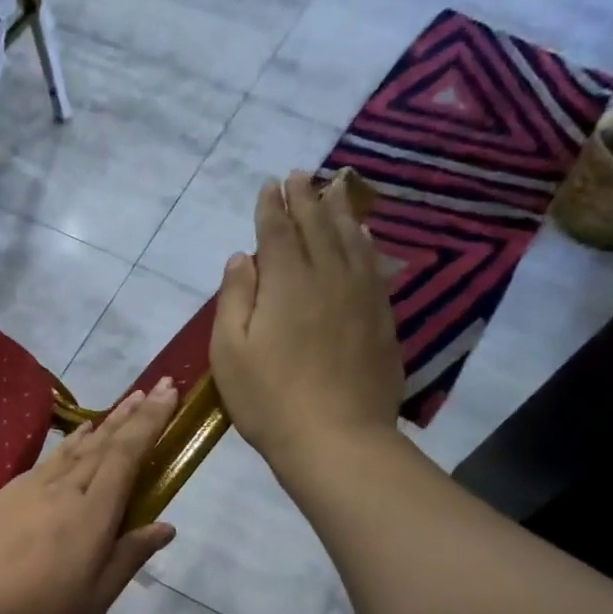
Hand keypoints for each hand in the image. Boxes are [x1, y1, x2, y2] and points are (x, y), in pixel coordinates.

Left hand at [0, 381, 180, 613]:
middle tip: (152, 388)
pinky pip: (44, 462)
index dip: (151, 421)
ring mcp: (25, 489)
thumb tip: (165, 526)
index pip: (127, 454)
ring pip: (71, 449)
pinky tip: (68, 448)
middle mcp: (61, 489)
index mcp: (91, 512)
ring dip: (99, 426)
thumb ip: (129, 557)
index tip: (168, 391)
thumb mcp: (94, 599)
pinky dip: (65, 447)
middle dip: (131, 414)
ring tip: (118, 409)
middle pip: (102, 443)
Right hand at [211, 170, 402, 468]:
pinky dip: (365, 242)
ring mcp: (361, 296)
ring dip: (339, 211)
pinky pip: (374, 265)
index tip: (269, 184)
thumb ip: (235, 298)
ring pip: (351, 239)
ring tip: (334, 188)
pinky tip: (363, 235)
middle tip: (300, 174)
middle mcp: (329, 276)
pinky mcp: (382, 318)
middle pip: (318, 226)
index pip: (279, 232)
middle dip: (306, 197)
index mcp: (287, 282)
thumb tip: (243, 257)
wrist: (336, 439)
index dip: (272, 207)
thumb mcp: (230, 352)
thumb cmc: (269, 399)